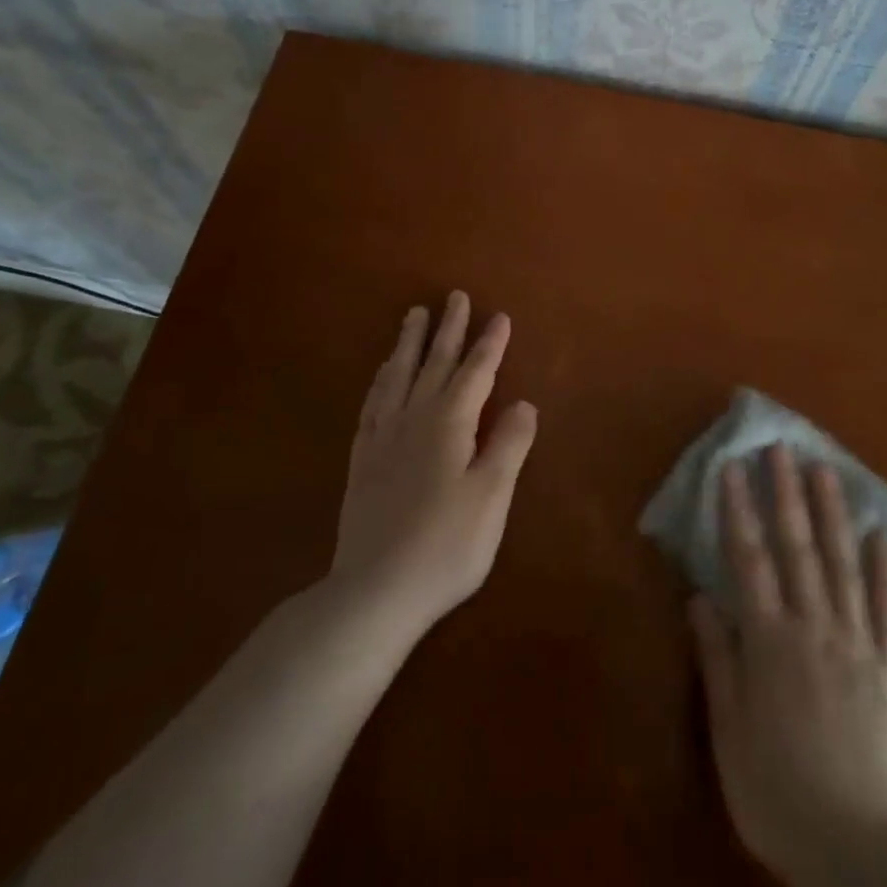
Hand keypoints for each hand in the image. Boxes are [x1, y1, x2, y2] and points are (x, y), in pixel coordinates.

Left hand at [331, 292, 537, 638]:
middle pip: (434, 364)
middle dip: (448, 329)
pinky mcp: (362, 459)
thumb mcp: (491, 496)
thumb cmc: (445, 545)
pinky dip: (381, 379)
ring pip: (398, 376)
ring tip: (414, 316)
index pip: (475, 373)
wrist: (374, 590)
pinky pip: (372, 403)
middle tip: (455, 296)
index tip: (499, 315)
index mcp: (449, 424)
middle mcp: (413, 419)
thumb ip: (508, 445)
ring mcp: (383, 438)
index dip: (489, 344)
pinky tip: (382, 375)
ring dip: (410, 344)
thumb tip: (523, 403)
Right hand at [690, 444, 886, 886]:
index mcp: (770, 641)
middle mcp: (814, 628)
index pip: (748, 560)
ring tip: (827, 471)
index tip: (732, 467)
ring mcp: (857, 644)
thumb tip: (701, 596)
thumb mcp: (729, 731)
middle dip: (786, 494)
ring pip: (843, 565)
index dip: (738, 511)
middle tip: (782, 448)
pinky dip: (884, 570)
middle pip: (798, 549)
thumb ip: (718, 658)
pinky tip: (880, 536)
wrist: (860, 852)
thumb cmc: (777, 793)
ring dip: (833, 514)